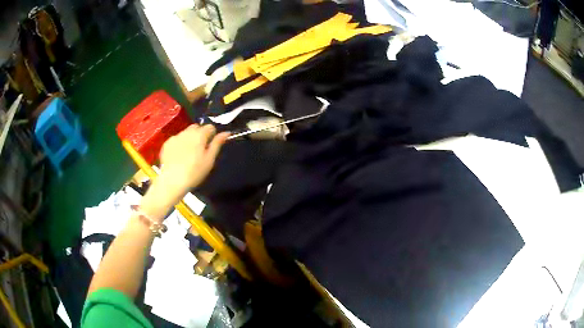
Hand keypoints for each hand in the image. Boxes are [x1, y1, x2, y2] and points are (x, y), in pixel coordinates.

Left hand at [159, 124, 228, 191]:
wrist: (173, 180)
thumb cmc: (195, 171)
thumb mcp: (210, 159)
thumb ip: (217, 143)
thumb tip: (226, 132)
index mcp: (200, 135)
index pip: (210, 127)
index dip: (212, 135)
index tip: (210, 146)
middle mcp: (187, 132)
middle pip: (196, 127)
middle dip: (200, 134)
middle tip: (200, 149)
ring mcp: (175, 137)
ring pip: (185, 132)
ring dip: (189, 138)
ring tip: (188, 153)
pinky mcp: (167, 143)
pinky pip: (176, 139)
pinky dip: (179, 144)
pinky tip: (179, 156)